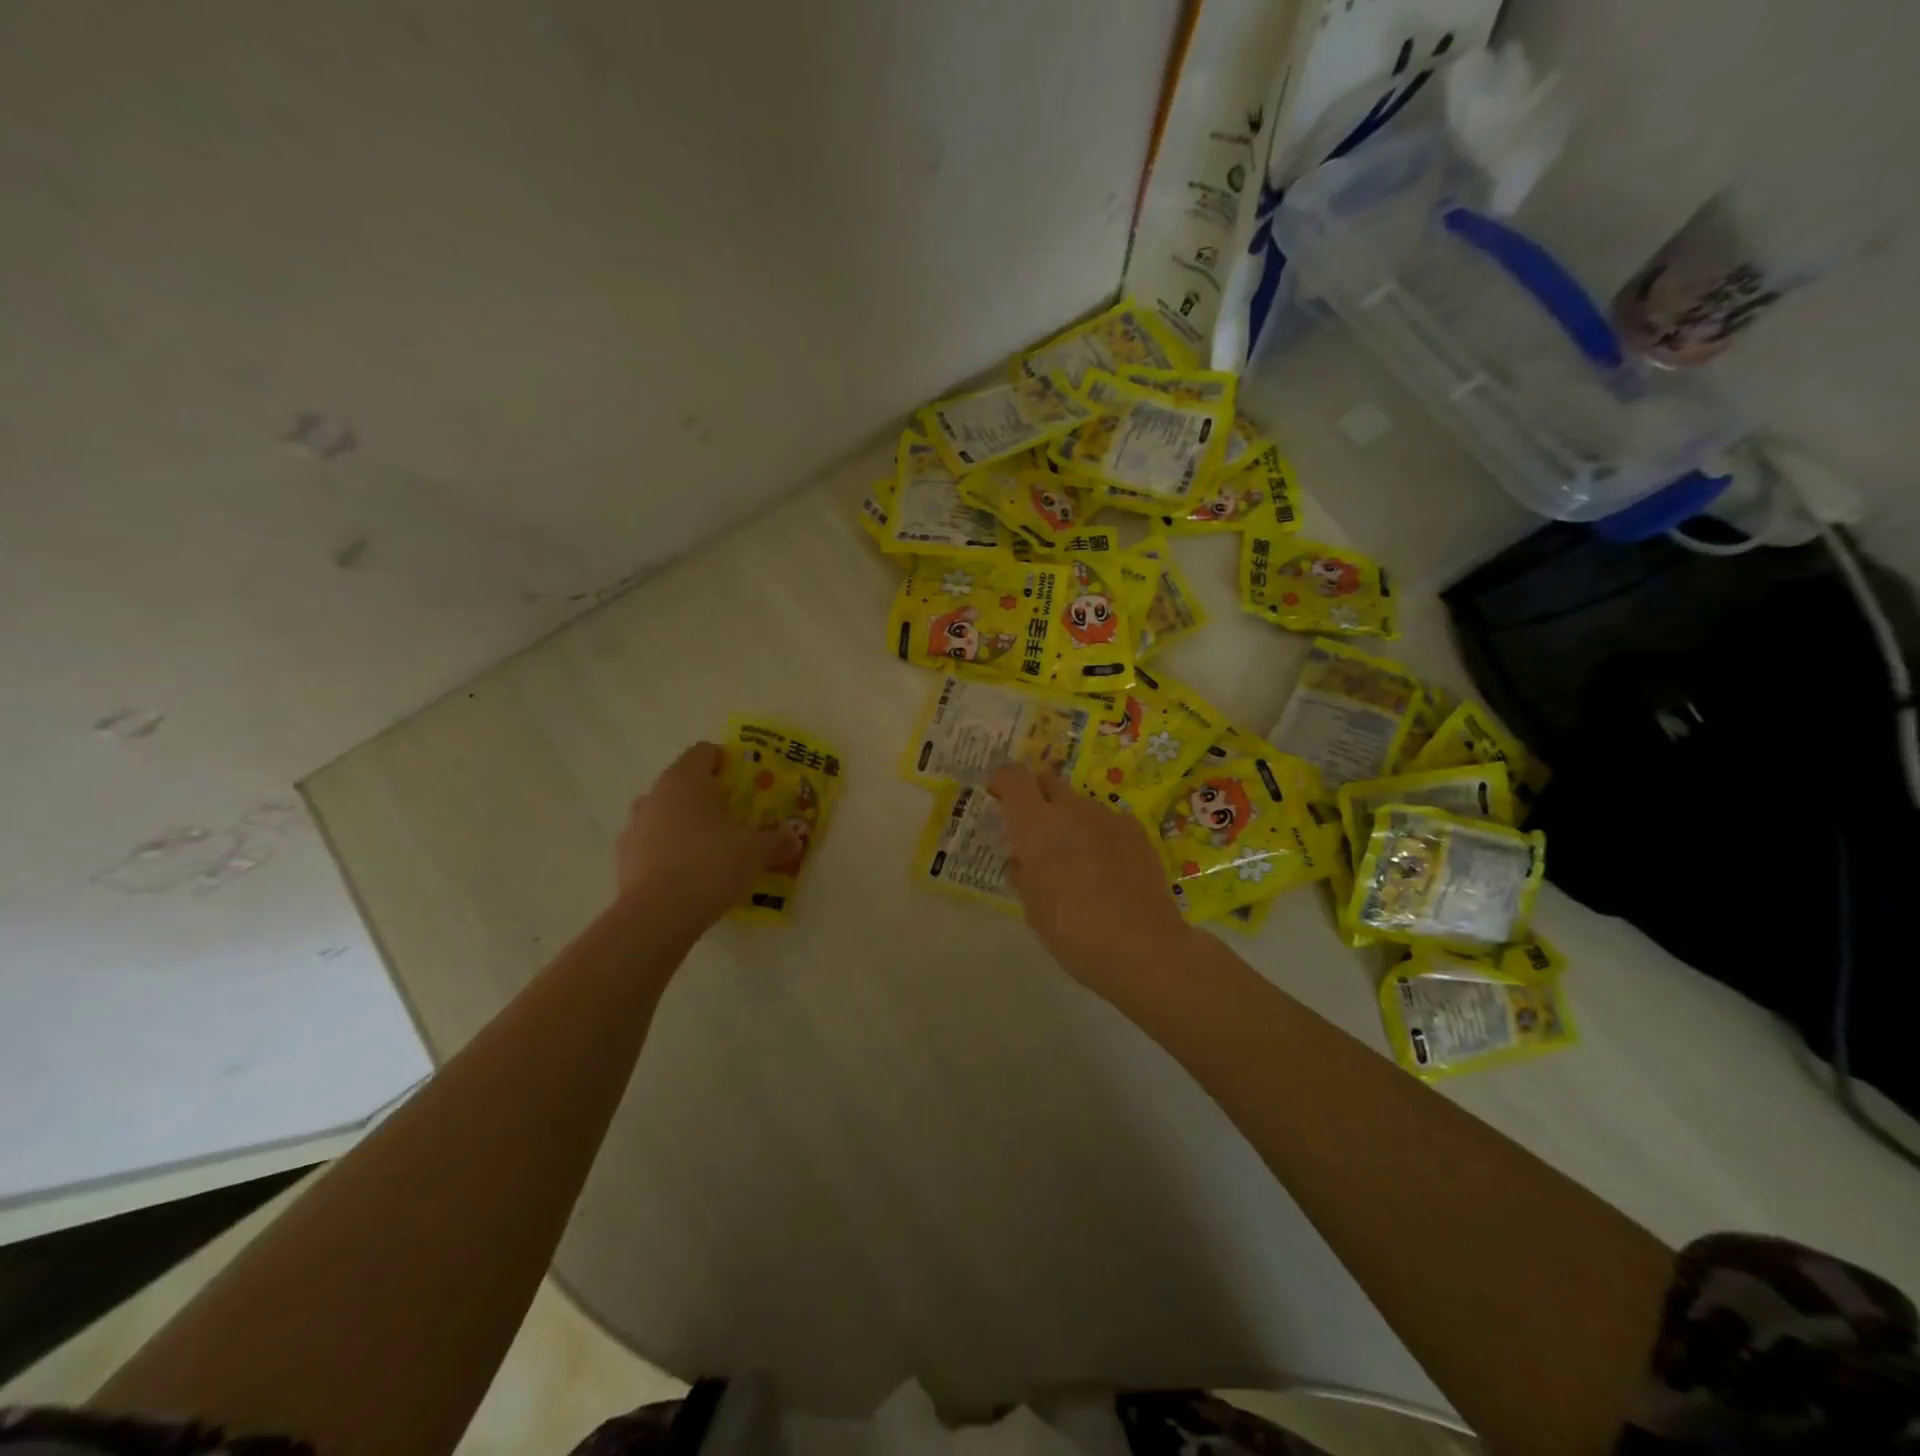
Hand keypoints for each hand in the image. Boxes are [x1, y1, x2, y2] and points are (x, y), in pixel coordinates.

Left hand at [616, 743, 799, 930]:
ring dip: (685, 824)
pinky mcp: (623, 859)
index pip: (703, 752)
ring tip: (711, 848)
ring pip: (664, 814)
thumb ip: (777, 840)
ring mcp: (633, 827)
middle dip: (707, 796)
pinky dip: (669, 851)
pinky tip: (689, 874)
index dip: (725, 761)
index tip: (744, 780)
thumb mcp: (756, 852)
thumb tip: (794, 838)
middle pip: (683, 783)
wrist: (657, 916)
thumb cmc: (710, 866)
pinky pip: (652, 844)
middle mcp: (654, 796)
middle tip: (734, 816)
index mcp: (684, 781)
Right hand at [989, 765, 1193, 991]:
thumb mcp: (1033, 907)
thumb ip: (1024, 872)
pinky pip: (1107, 823)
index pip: (1014, 777)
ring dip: (1070, 822)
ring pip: (1079, 806)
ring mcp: (1108, 818)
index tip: (998, 799)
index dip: (1003, 782)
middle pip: (1048, 782)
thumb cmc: (1073, 931)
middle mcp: (1072, 810)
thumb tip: (1023, 858)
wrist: (1142, 947)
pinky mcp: (1137, 832)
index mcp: (1037, 825)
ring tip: (1077, 862)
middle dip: (1037, 798)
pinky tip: (1107, 871)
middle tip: (1035, 833)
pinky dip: (1099, 836)